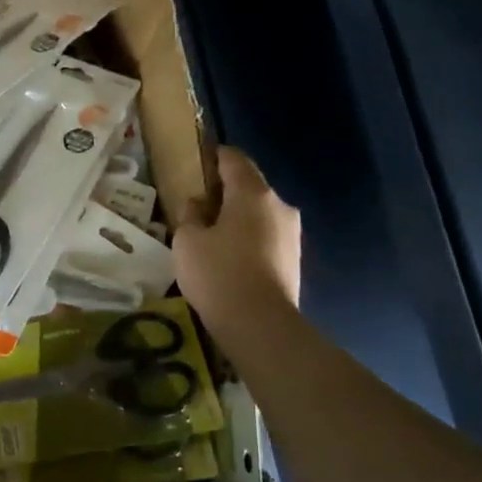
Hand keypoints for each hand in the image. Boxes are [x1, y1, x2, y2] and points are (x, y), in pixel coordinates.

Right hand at [173, 147, 301, 331]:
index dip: (214, 157)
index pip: (234, 159)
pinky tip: (229, 258)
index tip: (197, 163)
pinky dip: (248, 239)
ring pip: (259, 214)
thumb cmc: (218, 274)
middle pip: (249, 187)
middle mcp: (279, 206)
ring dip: (237, 218)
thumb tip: (198, 204)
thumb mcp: (187, 241)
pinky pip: (266, 237)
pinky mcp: (294, 259)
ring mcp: (291, 233)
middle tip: (197, 206)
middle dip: (225, 192)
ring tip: (211, 236)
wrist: (260, 324)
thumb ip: (190, 214)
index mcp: (252, 193)